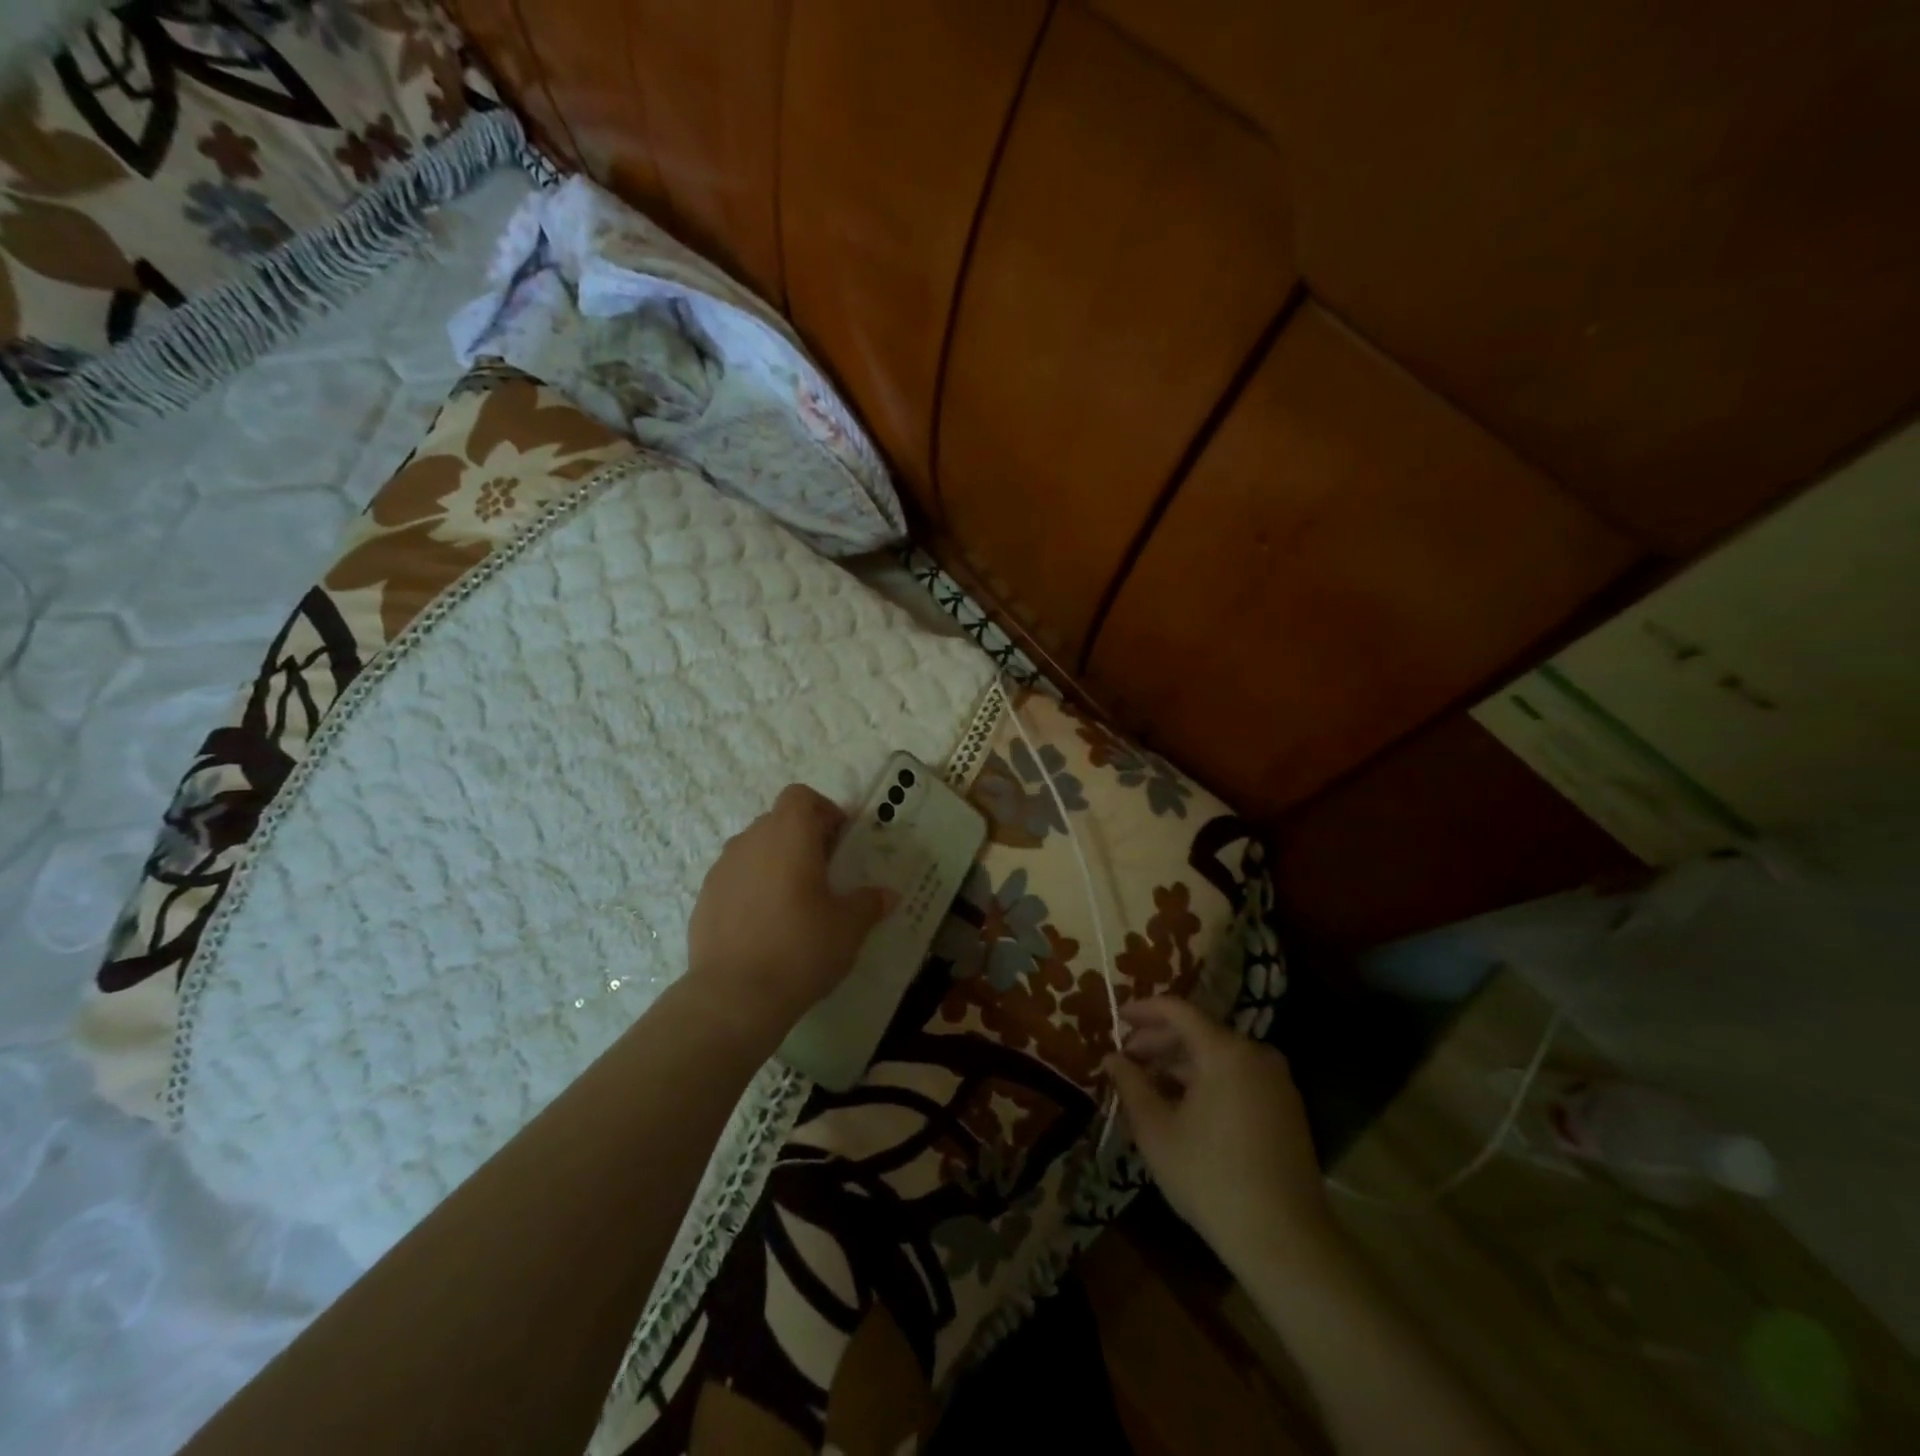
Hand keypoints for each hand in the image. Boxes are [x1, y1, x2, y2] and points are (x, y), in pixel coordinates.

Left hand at [686, 784, 889, 1041]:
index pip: (802, 796)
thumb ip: (869, 904)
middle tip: (825, 874)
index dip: (824, 811)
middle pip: (778, 821)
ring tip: (794, 901)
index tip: (840, 842)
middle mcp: (751, 840)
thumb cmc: (801, 948)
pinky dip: (752, 888)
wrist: (734, 996)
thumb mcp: (849, 928)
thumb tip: (888, 895)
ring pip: (754, 849)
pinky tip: (765, 925)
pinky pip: (735, 878)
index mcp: (789, 834)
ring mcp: (722, 869)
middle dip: (802, 838)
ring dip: (775, 862)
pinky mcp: (704, 898)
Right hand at [1104, 996, 1334, 1274]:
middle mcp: (1255, 1055)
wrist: (1286, 1241)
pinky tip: (1182, 1106)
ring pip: (1218, 1057)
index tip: (1118, 1018)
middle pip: (1199, 1032)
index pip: (1178, 1010)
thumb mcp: (1157, 1131)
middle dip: (1159, 1042)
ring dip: (1180, 1064)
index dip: (1144, 1010)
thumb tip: (1111, 1058)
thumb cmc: (1211, 1178)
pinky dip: (1206, 1081)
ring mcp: (1276, 1082)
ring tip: (1148, 1086)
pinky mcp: (1286, 1109)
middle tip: (1127, 1058)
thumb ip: (1131, 1085)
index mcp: (1225, 1051)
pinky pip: (1237, 1078)